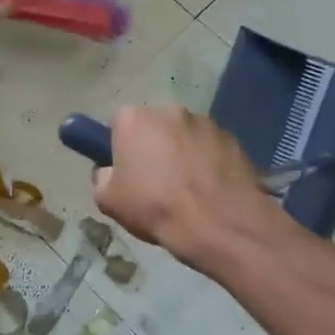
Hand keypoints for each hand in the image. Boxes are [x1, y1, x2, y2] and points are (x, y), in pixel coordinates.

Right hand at [92, 106, 276, 269]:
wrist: (218, 224)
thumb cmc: (155, 208)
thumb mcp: (107, 200)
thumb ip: (102, 176)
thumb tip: (110, 170)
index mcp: (134, 119)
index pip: (118, 123)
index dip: (119, 146)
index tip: (125, 169)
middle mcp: (170, 110)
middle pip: (154, 126)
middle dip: (153, 146)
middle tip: (156, 181)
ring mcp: (205, 122)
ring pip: (185, 136)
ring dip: (183, 153)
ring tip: (188, 189)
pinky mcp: (233, 138)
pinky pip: (211, 148)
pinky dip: (209, 162)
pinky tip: (210, 190)